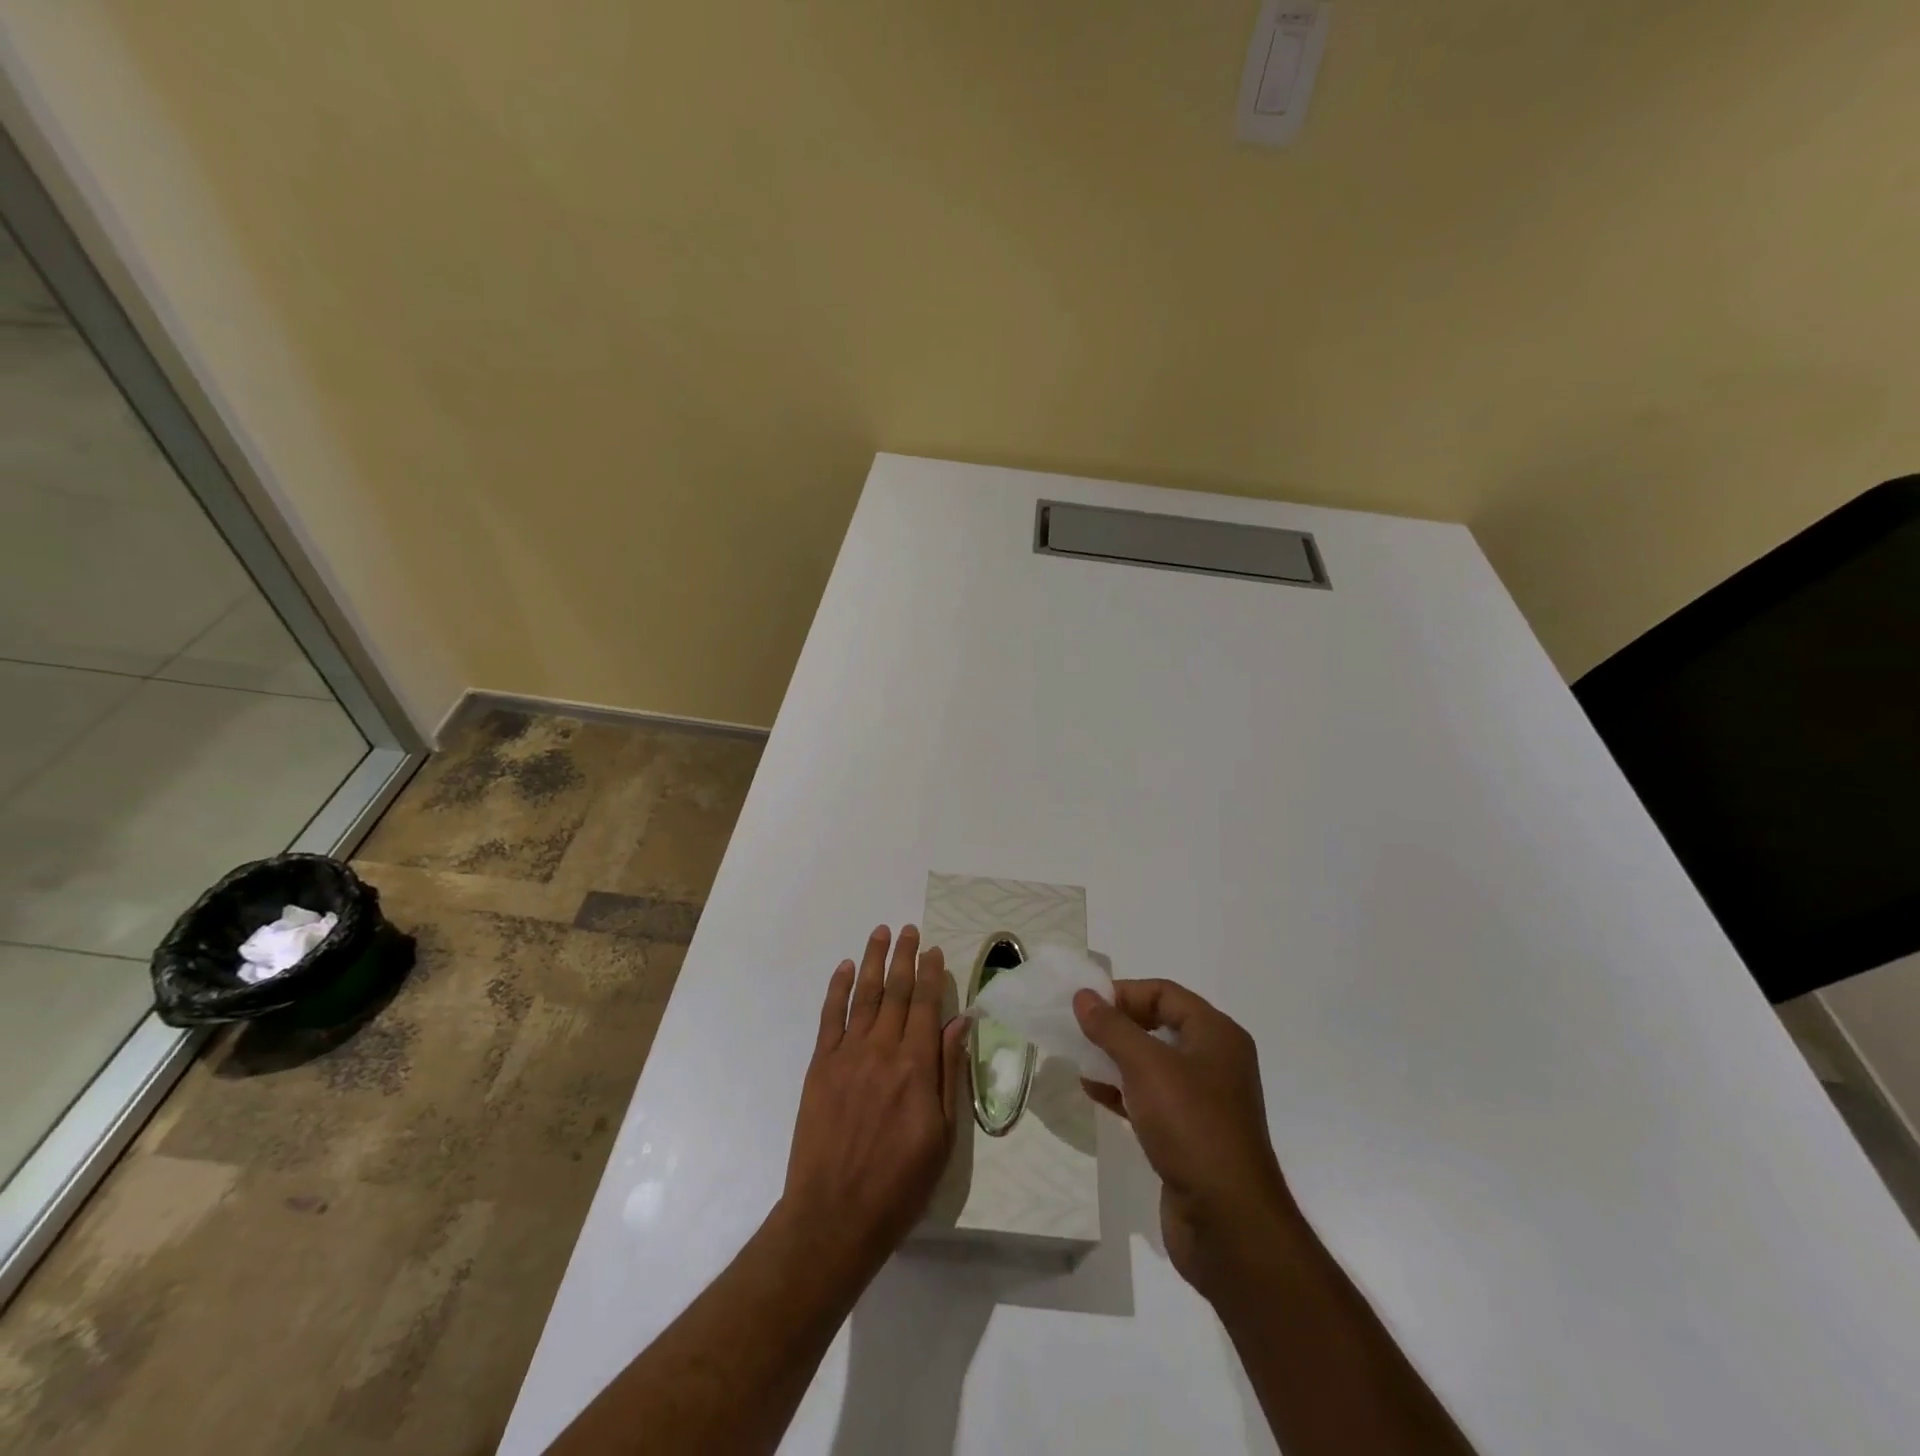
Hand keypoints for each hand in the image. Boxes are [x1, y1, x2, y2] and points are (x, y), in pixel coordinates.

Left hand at [779, 925, 968, 1278]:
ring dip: (874, 961)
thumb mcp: (943, 1136)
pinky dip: (838, 989)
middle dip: (905, 957)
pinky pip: (830, 1017)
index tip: (935, 950)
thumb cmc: (899, 1184)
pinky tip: (845, 968)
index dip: (932, 975)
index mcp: (916, 1067)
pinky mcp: (820, 1066)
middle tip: (910, 929)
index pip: (927, 1006)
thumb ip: (949, 1074)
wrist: (834, 1216)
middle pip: (897, 992)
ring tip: (881, 933)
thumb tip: (960, 1023)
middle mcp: (882, 1050)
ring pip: (864, 995)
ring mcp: (847, 1055)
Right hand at [1074, 979, 1300, 1303]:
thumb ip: (1112, 1027)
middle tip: (1079, 1030)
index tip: (1086, 1004)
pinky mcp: (1191, 1134)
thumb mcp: (1146, 1066)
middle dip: (1117, 1026)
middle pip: (1159, 1025)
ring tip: (1079, 1059)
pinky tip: (1093, 1092)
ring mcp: (1205, 1100)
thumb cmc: (1191, 1126)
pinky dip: (1123, 1090)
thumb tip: (1083, 995)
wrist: (1228, 1221)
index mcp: (1216, 1034)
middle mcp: (1215, 1060)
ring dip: (1116, 1058)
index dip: (1124, 993)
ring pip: (1153, 1064)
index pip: (1165, 993)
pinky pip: (1152, 1097)